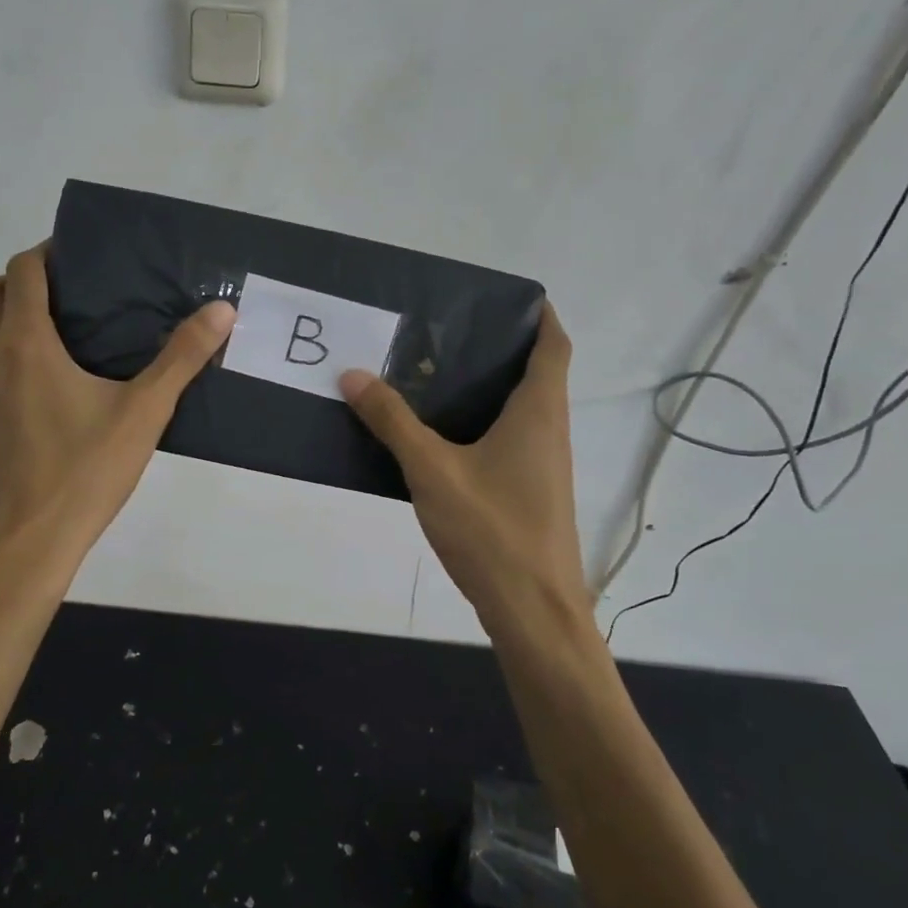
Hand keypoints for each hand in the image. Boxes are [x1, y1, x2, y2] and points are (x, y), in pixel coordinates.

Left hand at [0, 244, 235, 576]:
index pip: (22, 271)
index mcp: (25, 343)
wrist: (29, 542)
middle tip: (63, 300)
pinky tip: (33, 400)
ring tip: (47, 342)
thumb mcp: (144, 412)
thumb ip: (182, 357)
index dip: (46, 254)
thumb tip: (222, 309)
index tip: (77, 261)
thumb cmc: (86, 470)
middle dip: (18, 283)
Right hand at [341, 303, 591, 634]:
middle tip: (445, 332)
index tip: (501, 298)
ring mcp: (543, 465)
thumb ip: (393, 422)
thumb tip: (353, 374)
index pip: (554, 344)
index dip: (538, 315)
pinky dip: (481, 424)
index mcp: (538, 412)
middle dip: (498, 348)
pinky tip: (438, 436)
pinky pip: (508, 440)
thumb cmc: (492, 530)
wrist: (532, 610)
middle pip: (535, 373)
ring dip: (487, 388)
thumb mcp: (433, 470)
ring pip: (520, 409)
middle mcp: (549, 431)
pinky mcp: (530, 492)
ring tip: (433, 374)